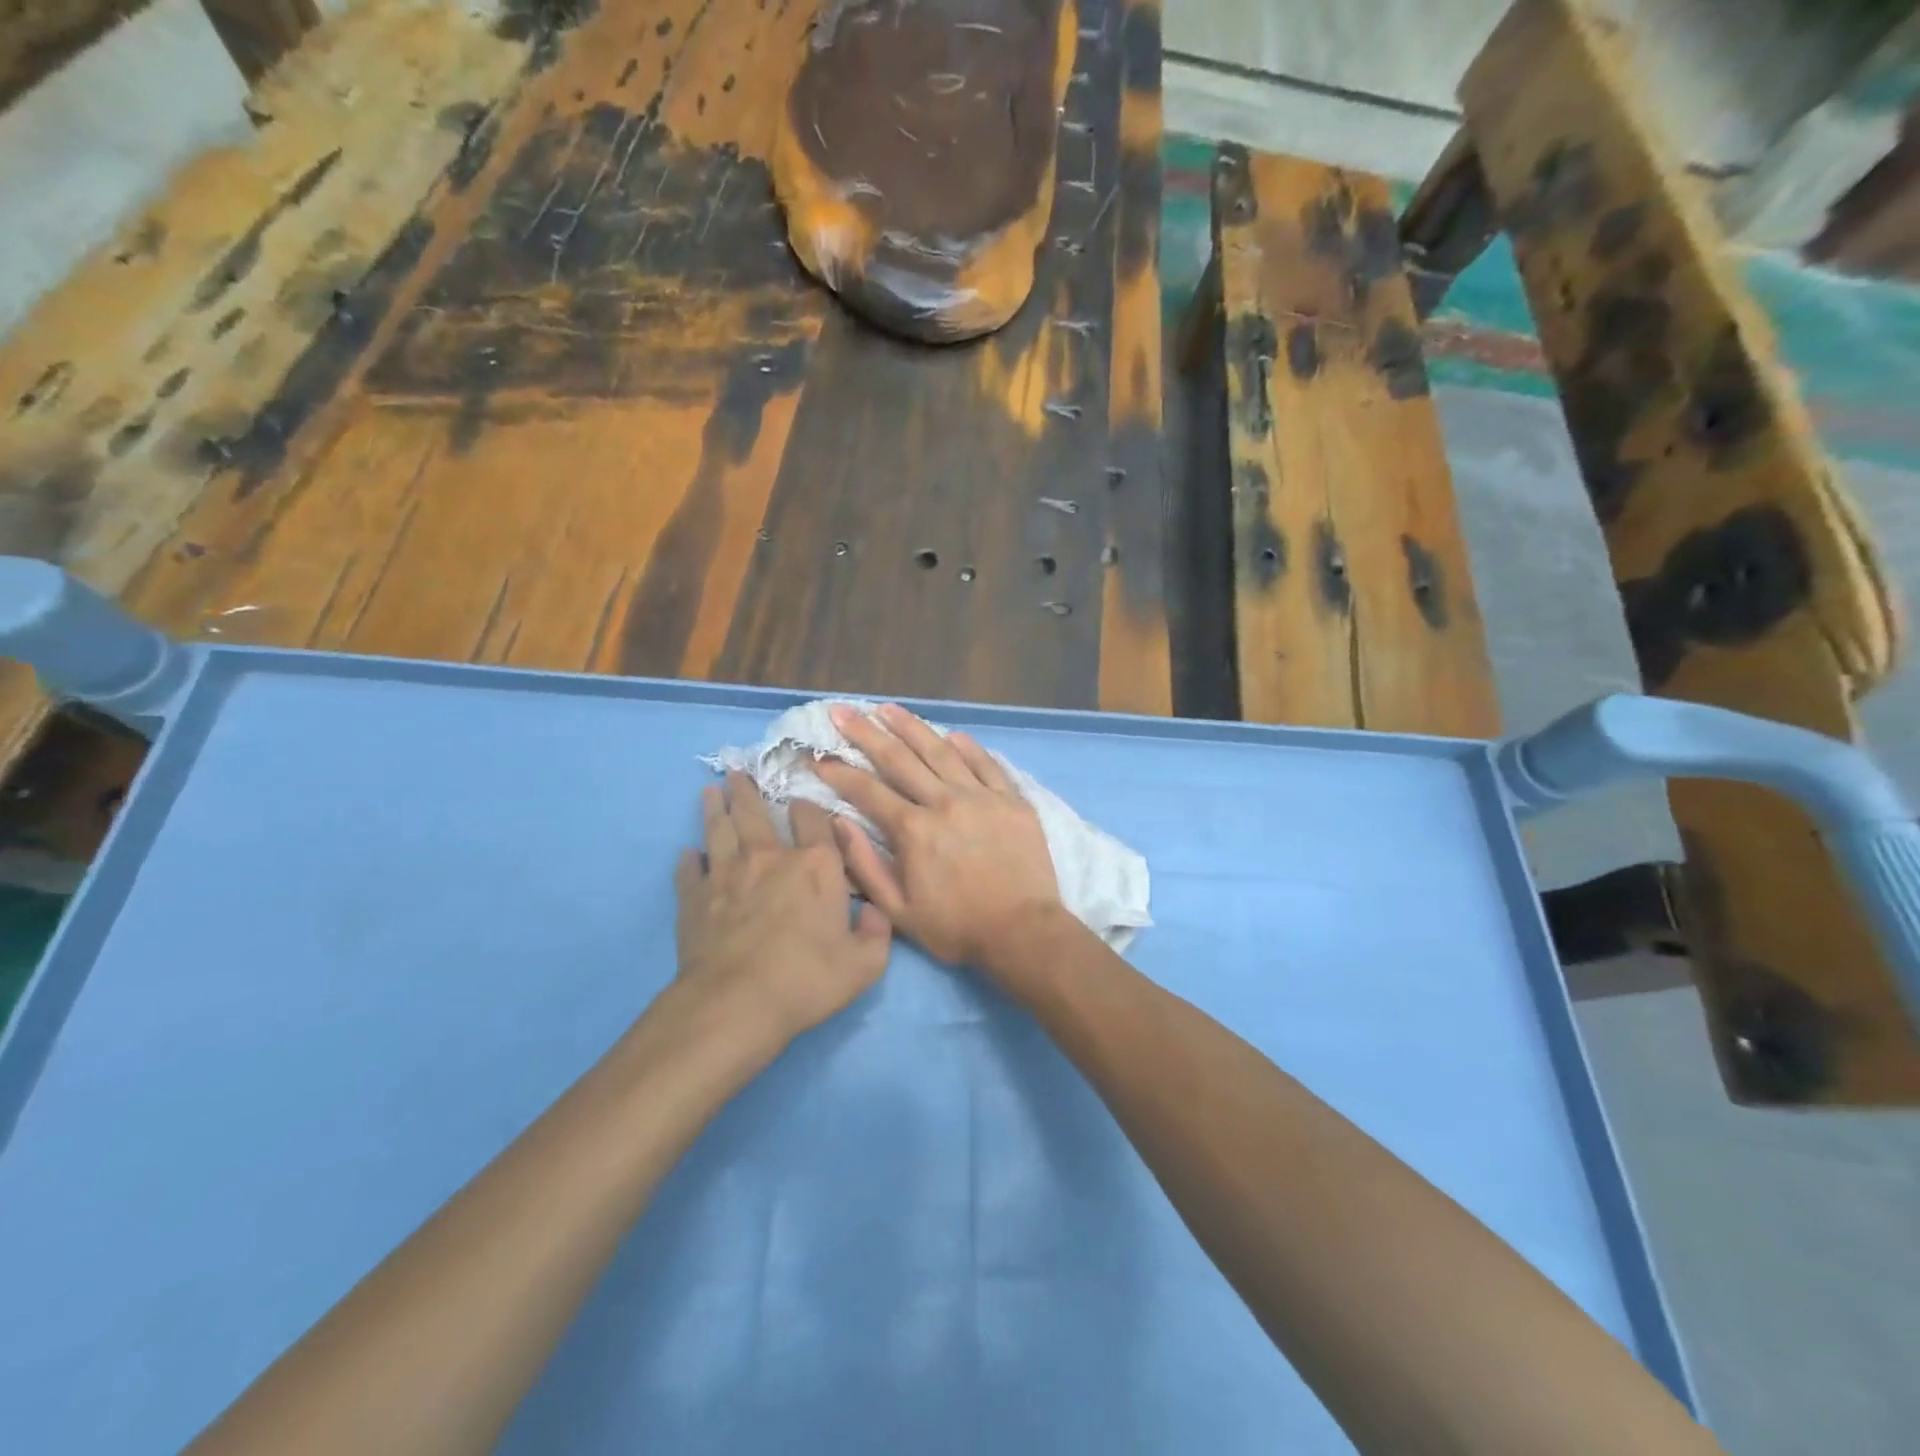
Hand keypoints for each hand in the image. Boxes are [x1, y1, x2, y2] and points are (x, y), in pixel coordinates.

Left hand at [674, 772, 891, 1047]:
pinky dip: (689, 859)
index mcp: (815, 866)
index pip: (812, 820)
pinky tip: (689, 854)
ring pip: (720, 830)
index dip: (808, 807)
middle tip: (738, 772)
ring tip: (711, 791)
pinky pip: (690, 869)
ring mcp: (727, 874)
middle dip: (748, 790)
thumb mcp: (864, 964)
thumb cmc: (807, 980)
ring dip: (716, 808)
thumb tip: (877, 911)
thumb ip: (878, 933)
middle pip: (756, 812)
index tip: (802, 801)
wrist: (737, 1003)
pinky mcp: (695, 898)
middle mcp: (770, 858)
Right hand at [814, 703, 1063, 971]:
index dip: (839, 772)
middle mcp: (944, 802)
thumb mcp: (898, 910)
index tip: (818, 756)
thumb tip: (837, 823)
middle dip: (866, 733)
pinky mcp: (1012, 800)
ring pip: (941, 751)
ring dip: (911, 726)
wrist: (1023, 932)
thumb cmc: (956, 927)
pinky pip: (986, 764)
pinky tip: (951, 734)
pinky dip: (967, 747)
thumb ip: (864, 864)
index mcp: (913, 830)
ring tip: (888, 708)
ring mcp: (981, 797)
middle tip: (843, 712)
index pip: (867, 790)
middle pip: (899, 758)